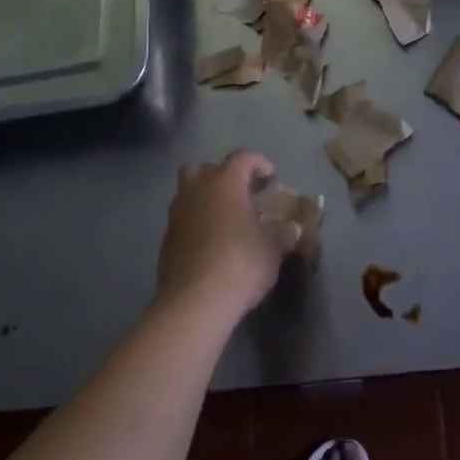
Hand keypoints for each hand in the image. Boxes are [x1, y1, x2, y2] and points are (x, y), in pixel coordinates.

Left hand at [155, 151, 298, 318]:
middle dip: (221, 174)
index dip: (258, 163)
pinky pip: (182, 218)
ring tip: (225, 218)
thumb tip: (294, 229)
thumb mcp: (273, 250)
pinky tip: (210, 241)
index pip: (242, 158)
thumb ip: (284, 235)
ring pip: (188, 191)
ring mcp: (177, 213)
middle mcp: (197, 190)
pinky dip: (195, 221)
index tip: (270, 176)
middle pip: (203, 167)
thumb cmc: (241, 264)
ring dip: (205, 197)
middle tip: (239, 192)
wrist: (195, 301)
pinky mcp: (166, 237)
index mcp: (225, 183)